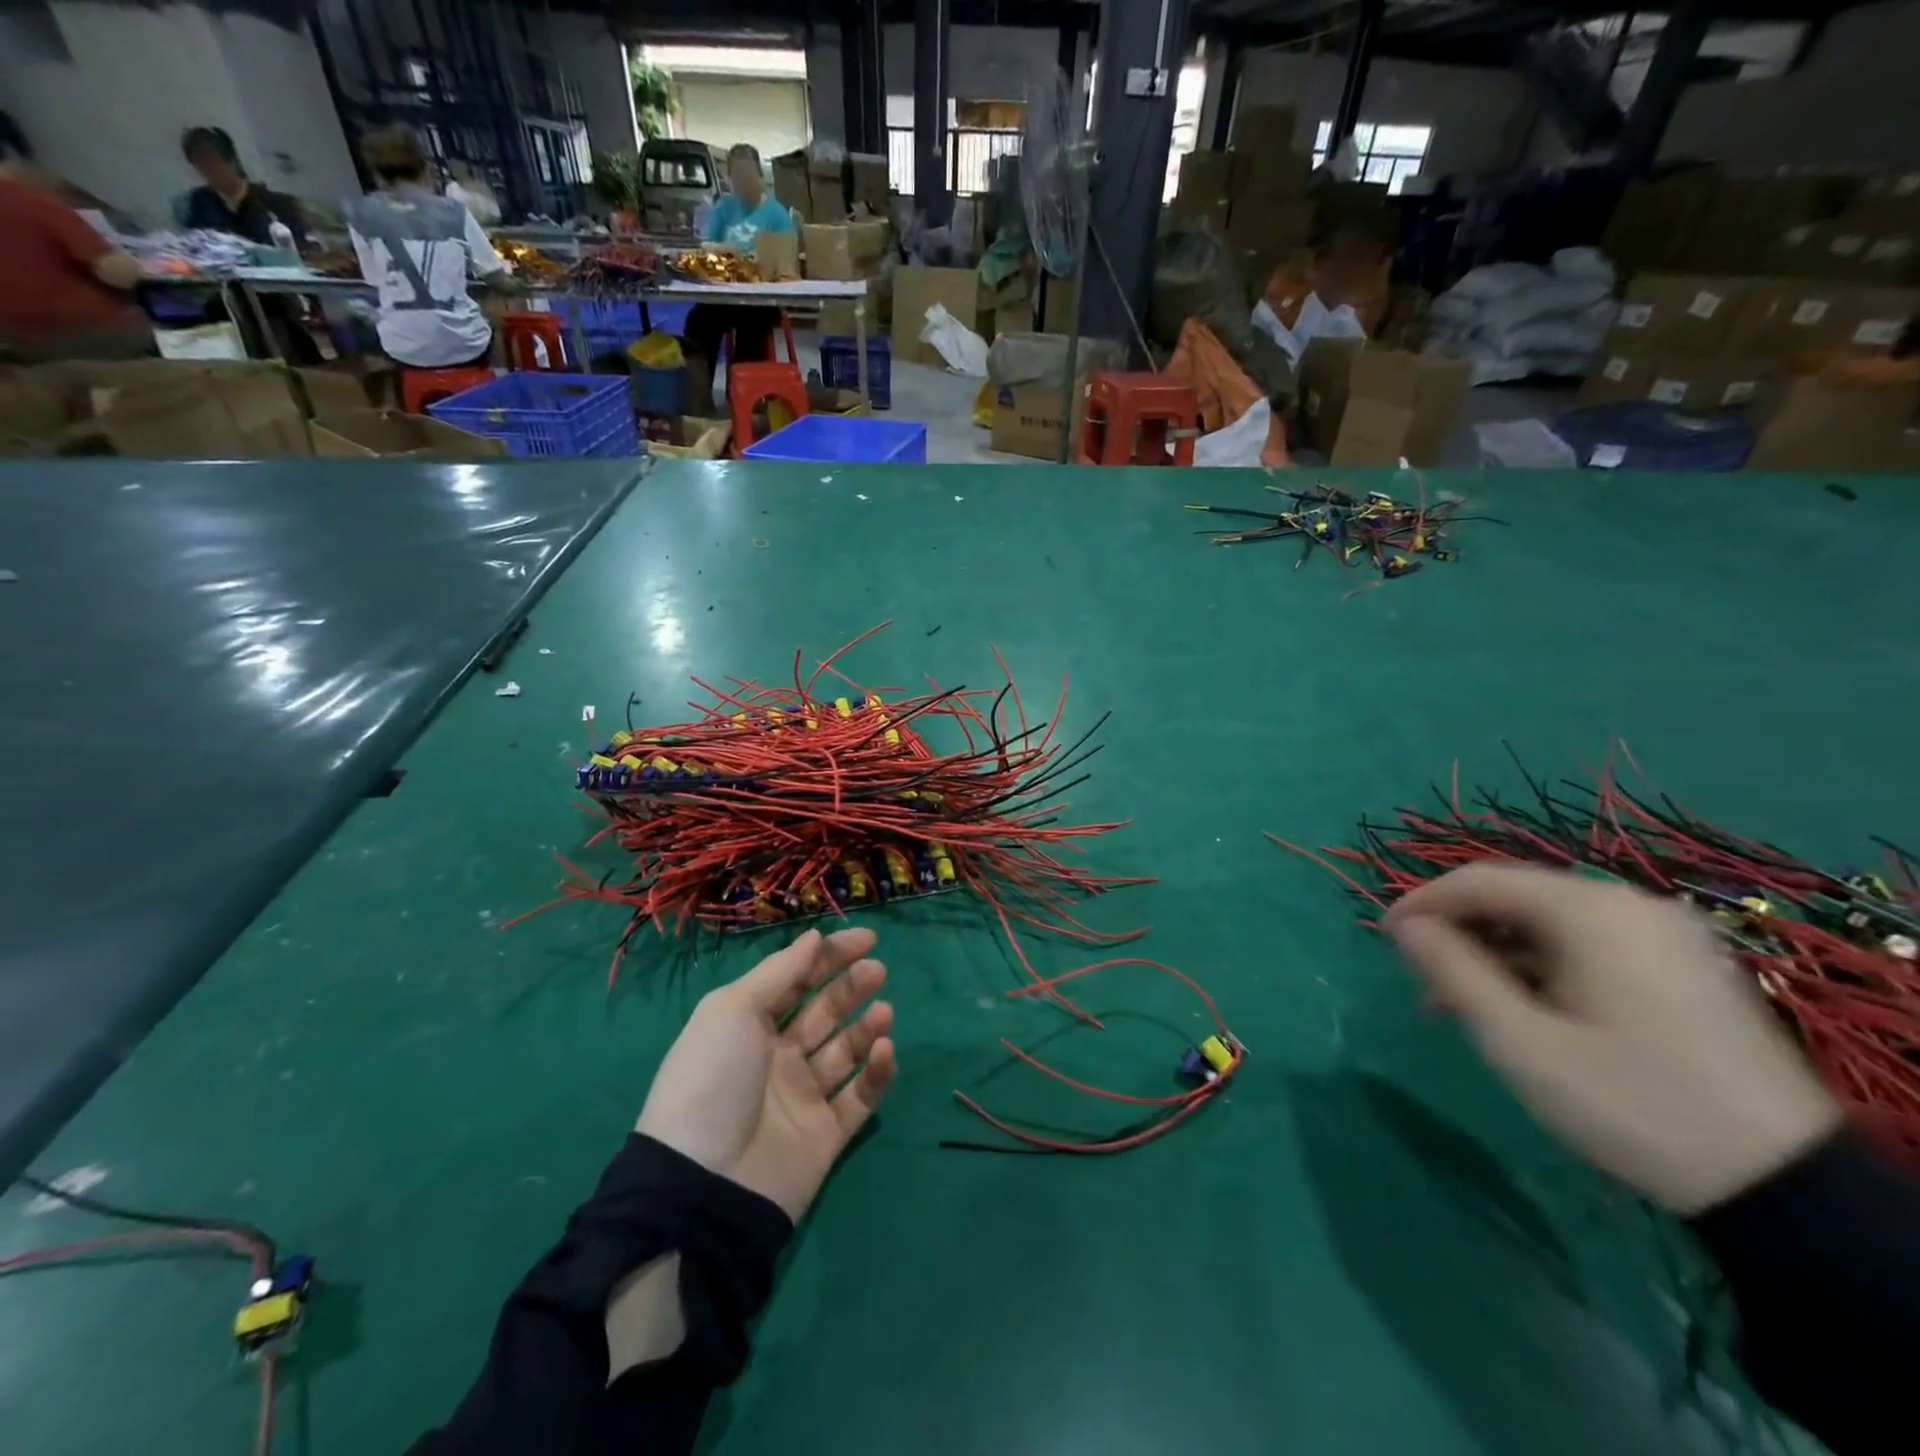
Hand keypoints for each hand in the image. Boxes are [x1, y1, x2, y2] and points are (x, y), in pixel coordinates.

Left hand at [636, 927, 896, 1219]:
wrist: (705, 1183)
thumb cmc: (713, 1078)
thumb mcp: (733, 1009)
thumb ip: (779, 971)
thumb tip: (814, 937)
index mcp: (749, 1027)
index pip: (796, 981)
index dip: (829, 957)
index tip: (867, 939)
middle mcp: (777, 1057)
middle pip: (824, 1012)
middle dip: (851, 987)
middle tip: (877, 970)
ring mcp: (803, 1097)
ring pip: (846, 1051)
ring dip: (867, 1026)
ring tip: (884, 1012)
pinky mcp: (827, 1134)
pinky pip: (859, 1097)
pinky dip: (876, 1072)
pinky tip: (884, 1049)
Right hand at [1385, 864, 1840, 1213]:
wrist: (1783, 1186)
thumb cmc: (1628, 1101)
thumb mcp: (1519, 1040)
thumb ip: (1453, 970)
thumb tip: (1404, 925)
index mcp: (1590, 911)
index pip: (1479, 880)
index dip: (1421, 902)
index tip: (1382, 936)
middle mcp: (1629, 905)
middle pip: (1514, 897)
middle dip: (1457, 932)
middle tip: (1419, 977)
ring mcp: (1662, 934)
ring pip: (1547, 923)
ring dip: (1493, 952)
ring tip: (1457, 1002)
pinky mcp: (1680, 965)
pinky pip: (1584, 944)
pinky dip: (1537, 964)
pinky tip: (1516, 1006)